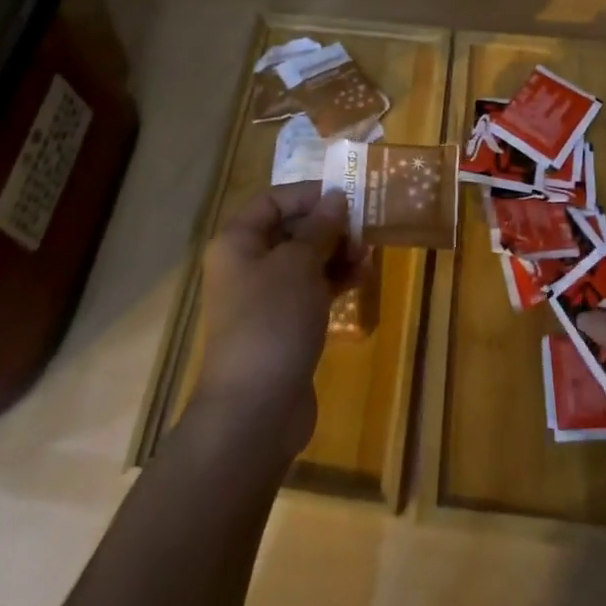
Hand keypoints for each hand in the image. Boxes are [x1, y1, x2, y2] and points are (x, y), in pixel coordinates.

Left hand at [190, 183, 361, 461]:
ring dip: (336, 253)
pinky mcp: (281, 326)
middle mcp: (245, 264)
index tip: (347, 197)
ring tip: (368, 256)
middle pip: (290, 229)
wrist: (255, 411)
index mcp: (237, 242)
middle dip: (328, 226)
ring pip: (303, 261)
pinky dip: (333, 281)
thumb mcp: (300, 265)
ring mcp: (262, 298)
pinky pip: (309, 290)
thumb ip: (320, 228)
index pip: (272, 200)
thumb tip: (336, 197)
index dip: (309, 194)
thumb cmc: (272, 321)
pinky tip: (360, 279)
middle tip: (365, 228)